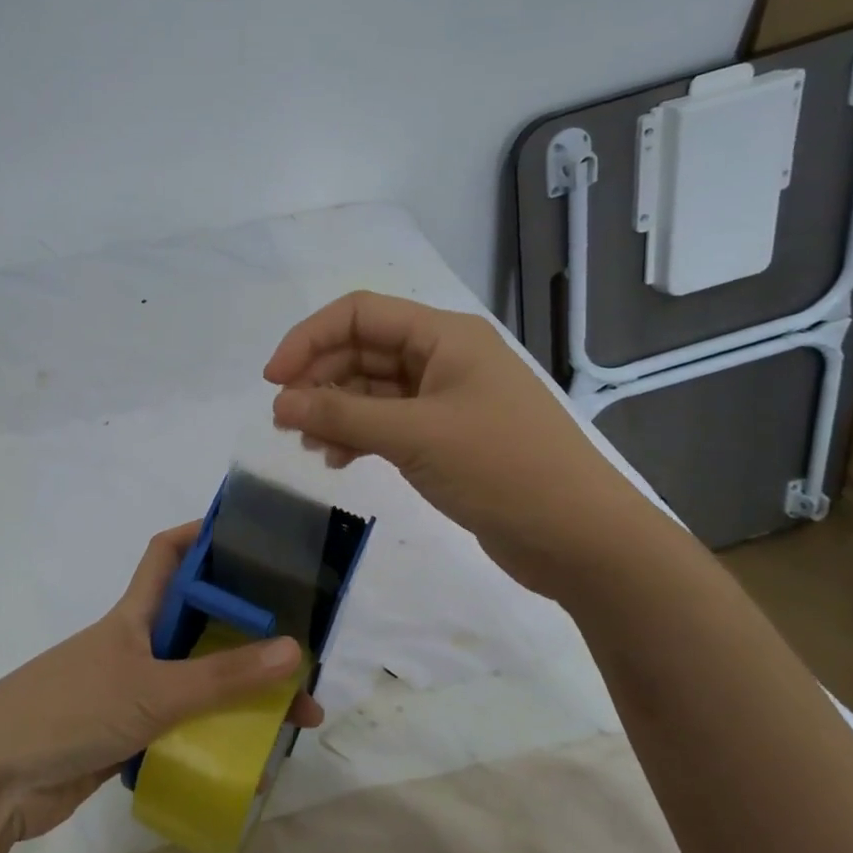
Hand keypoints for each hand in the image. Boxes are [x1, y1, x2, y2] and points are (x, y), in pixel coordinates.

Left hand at [0, 523, 322, 841]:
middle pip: (200, 622)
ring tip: (296, 716)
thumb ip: (222, 676)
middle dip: (248, 630)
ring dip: (241, 693)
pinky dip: (217, 737)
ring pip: (198, 680)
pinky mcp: (131, 736)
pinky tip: (254, 757)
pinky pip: (186, 727)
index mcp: (135, 614)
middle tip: (303, 645)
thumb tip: (294, 650)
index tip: (254, 534)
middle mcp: (138, 645)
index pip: (169, 554)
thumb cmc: (70, 711)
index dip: (203, 535)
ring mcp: (133, 692)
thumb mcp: (152, 689)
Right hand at [264, 291, 660, 597]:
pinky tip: (337, 461)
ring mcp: (444, 399)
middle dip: (318, 380)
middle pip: (361, 350)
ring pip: (370, 389)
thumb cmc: (502, 468)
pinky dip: (357, 436)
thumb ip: (342, 414)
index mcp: (444, 336)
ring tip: (308, 446)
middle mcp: (443, 358)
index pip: (359, 314)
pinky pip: (386, 422)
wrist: (579, 537)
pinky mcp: (444, 437)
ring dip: (334, 411)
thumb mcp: (415, 435)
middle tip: (285, 421)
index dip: (308, 338)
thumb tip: (280, 403)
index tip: (273, 381)